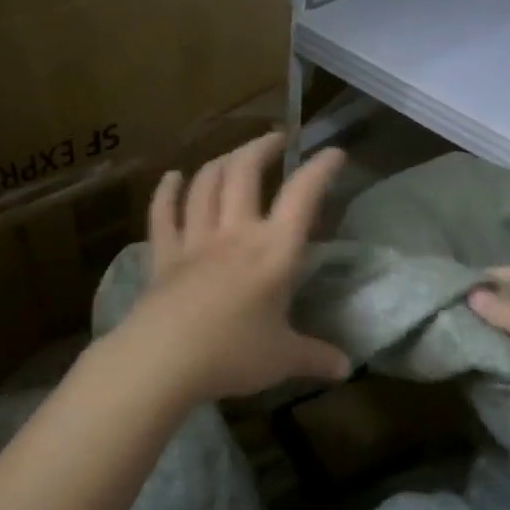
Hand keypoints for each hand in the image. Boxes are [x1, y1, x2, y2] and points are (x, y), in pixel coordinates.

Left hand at [115, 132, 351, 406]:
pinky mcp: (164, 255)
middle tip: (277, 139)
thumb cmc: (231, 355)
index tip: (333, 152)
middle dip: (262, 147)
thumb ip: (315, 357)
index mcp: (274, 251)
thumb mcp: (283, 359)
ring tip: (234, 154)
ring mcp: (195, 240)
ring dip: (221, 161)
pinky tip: (172, 177)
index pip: (302, 196)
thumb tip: (346, 369)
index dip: (320, 169)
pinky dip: (167, 192)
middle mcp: (235, 233)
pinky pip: (163, 214)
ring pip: (205, 184)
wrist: (162, 361)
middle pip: (245, 172)